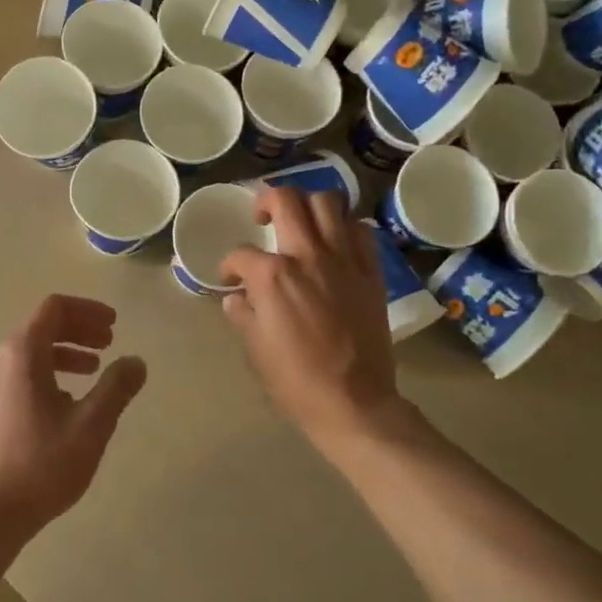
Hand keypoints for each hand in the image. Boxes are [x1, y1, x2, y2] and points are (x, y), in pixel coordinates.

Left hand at [0, 295, 146, 550]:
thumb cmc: (41, 465)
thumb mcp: (90, 425)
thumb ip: (116, 388)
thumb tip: (136, 361)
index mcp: (22, 354)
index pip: (54, 308)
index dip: (87, 310)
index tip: (115, 325)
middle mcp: (0, 360)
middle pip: (42, 327)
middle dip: (79, 330)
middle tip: (110, 343)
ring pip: (31, 353)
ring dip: (65, 353)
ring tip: (94, 371)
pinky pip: (21, 375)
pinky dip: (48, 373)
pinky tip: (67, 403)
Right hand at [221, 188, 403, 449]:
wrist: (353, 401)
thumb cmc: (295, 380)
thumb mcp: (255, 348)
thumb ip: (243, 313)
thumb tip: (236, 297)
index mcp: (273, 275)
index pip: (241, 254)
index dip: (230, 264)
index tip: (231, 277)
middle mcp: (308, 255)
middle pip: (286, 200)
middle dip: (267, 200)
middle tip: (262, 216)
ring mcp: (344, 260)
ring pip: (328, 202)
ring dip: (309, 203)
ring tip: (301, 219)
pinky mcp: (371, 272)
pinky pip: (362, 230)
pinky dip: (346, 227)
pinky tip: (336, 241)